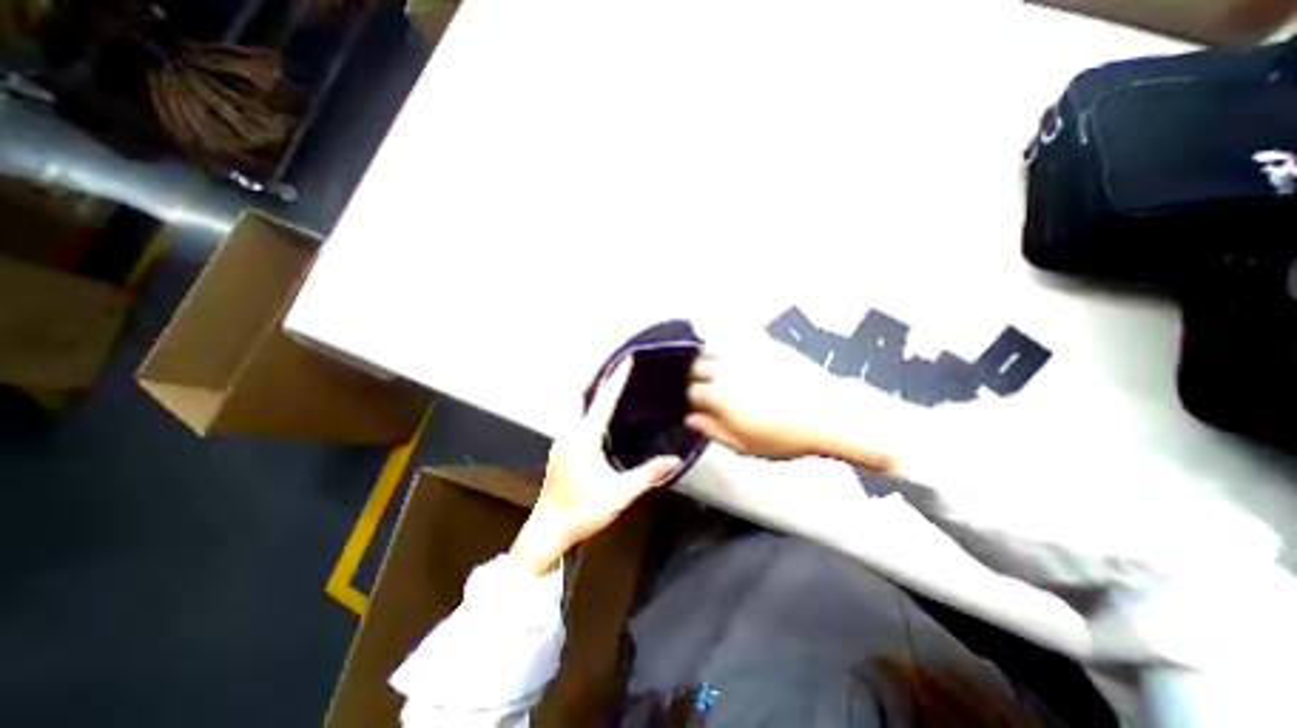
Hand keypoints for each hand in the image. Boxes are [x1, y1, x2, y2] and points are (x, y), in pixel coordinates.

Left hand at [505, 358, 679, 572]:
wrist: (549, 529)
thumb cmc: (583, 511)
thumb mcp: (620, 493)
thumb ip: (648, 474)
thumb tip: (676, 460)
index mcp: (584, 437)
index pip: (604, 400)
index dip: (617, 378)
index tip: (627, 359)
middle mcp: (571, 431)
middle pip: (585, 394)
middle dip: (601, 376)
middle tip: (620, 365)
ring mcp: (563, 437)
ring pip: (578, 404)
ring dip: (594, 390)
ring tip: (615, 381)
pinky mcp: (562, 445)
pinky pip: (577, 415)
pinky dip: (590, 404)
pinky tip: (602, 410)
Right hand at [682, 348, 897, 470]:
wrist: (828, 413)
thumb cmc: (786, 436)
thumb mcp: (745, 445)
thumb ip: (714, 431)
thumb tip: (691, 421)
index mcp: (719, 396)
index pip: (692, 392)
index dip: (693, 402)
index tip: (700, 408)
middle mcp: (727, 369)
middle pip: (697, 366)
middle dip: (696, 377)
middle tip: (708, 389)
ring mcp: (745, 354)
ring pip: (714, 349)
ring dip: (710, 360)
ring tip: (720, 372)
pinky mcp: (764, 345)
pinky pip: (738, 340)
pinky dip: (731, 348)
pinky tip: (740, 360)